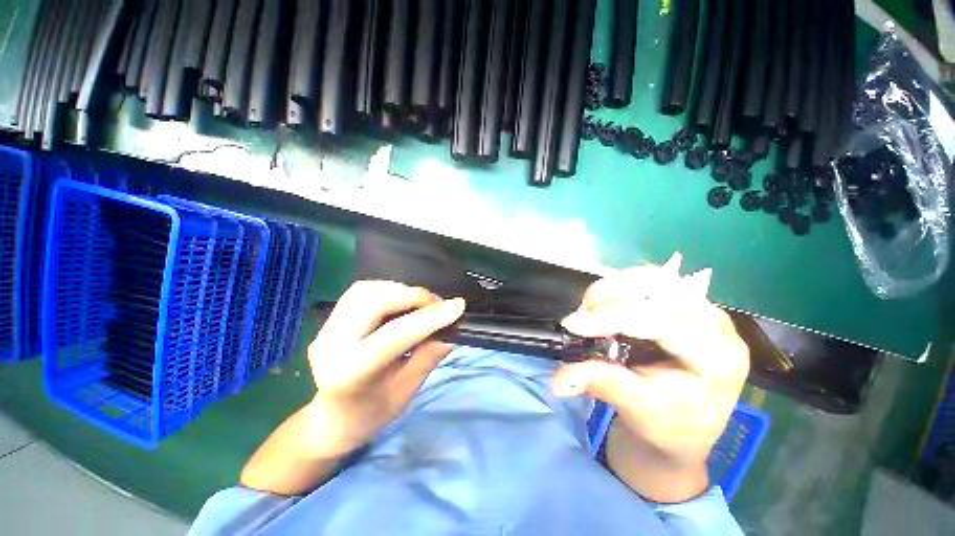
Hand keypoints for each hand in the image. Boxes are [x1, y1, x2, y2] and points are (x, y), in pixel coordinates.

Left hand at [305, 281, 465, 456]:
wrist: (329, 420)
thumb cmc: (370, 414)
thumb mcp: (405, 393)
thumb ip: (428, 357)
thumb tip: (452, 328)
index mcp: (348, 374)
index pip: (393, 336)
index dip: (429, 317)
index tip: (458, 306)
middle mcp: (330, 345)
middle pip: (374, 302)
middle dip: (414, 296)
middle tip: (439, 304)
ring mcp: (325, 329)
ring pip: (366, 290)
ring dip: (401, 290)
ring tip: (422, 303)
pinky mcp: (330, 320)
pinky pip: (361, 292)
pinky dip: (388, 290)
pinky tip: (402, 301)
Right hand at [552, 257, 749, 501]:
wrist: (684, 425)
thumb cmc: (668, 423)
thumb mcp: (637, 408)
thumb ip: (602, 384)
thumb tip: (559, 381)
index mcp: (717, 356)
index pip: (659, 321)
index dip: (610, 317)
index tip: (571, 324)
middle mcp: (716, 323)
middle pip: (659, 286)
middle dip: (610, 296)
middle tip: (582, 315)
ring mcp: (701, 308)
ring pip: (651, 277)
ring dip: (612, 288)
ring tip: (590, 310)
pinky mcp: (684, 303)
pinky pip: (647, 281)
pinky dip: (618, 288)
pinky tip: (603, 306)